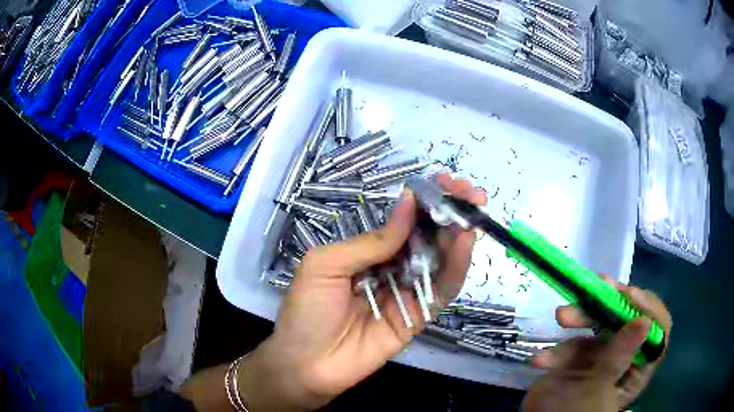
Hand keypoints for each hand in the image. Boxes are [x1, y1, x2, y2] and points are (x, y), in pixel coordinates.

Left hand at [238, 174, 485, 410]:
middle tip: (469, 191)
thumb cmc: (307, 310)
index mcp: (368, 251)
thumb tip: (409, 204)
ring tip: (472, 210)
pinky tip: (464, 242)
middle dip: (449, 211)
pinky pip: (442, 290)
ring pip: (439, 260)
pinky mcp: (419, 316)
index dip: (424, 201)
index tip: (444, 181)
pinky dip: (456, 266)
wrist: (307, 364)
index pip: (403, 221)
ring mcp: (408, 292)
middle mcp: (392, 267)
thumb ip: (372, 241)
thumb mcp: (327, 264)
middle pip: (426, 236)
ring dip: (458, 234)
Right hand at [523, 276, 671, 411]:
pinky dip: (559, 348)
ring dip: (580, 317)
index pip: (658, 330)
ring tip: (561, 316)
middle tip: (595, 289)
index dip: (649, 308)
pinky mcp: (582, 358)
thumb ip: (619, 356)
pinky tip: (542, 360)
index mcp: (639, 367)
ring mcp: (603, 356)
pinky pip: (576, 342)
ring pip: (601, 325)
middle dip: (609, 306)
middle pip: (628, 319)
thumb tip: (645, 322)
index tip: (629, 295)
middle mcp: (626, 357)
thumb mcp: (597, 387)